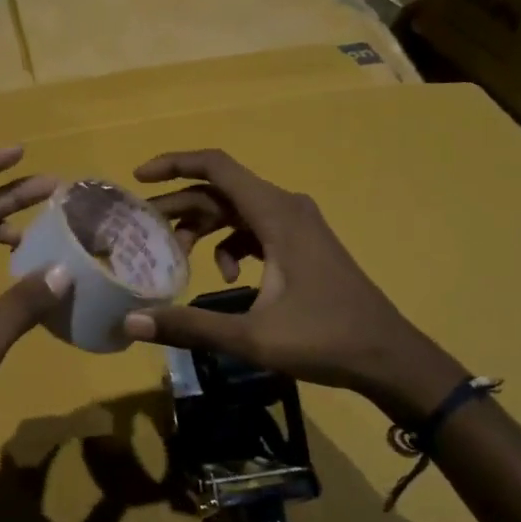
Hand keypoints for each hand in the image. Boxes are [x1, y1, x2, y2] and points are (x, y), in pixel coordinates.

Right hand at [123, 149, 463, 420]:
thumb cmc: (324, 340)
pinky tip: (229, 280)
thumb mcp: (251, 337)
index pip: (216, 166)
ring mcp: (297, 225)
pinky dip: (231, 245)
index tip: (139, 179)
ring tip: (177, 258)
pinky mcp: (302, 244)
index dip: (174, 164)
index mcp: (275, 214)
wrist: (389, 357)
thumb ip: (190, 326)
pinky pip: (254, 230)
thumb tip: (131, 323)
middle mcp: (286, 207)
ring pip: (236, 211)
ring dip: (203, 229)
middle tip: (142, 231)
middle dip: (180, 208)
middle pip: (221, 191)